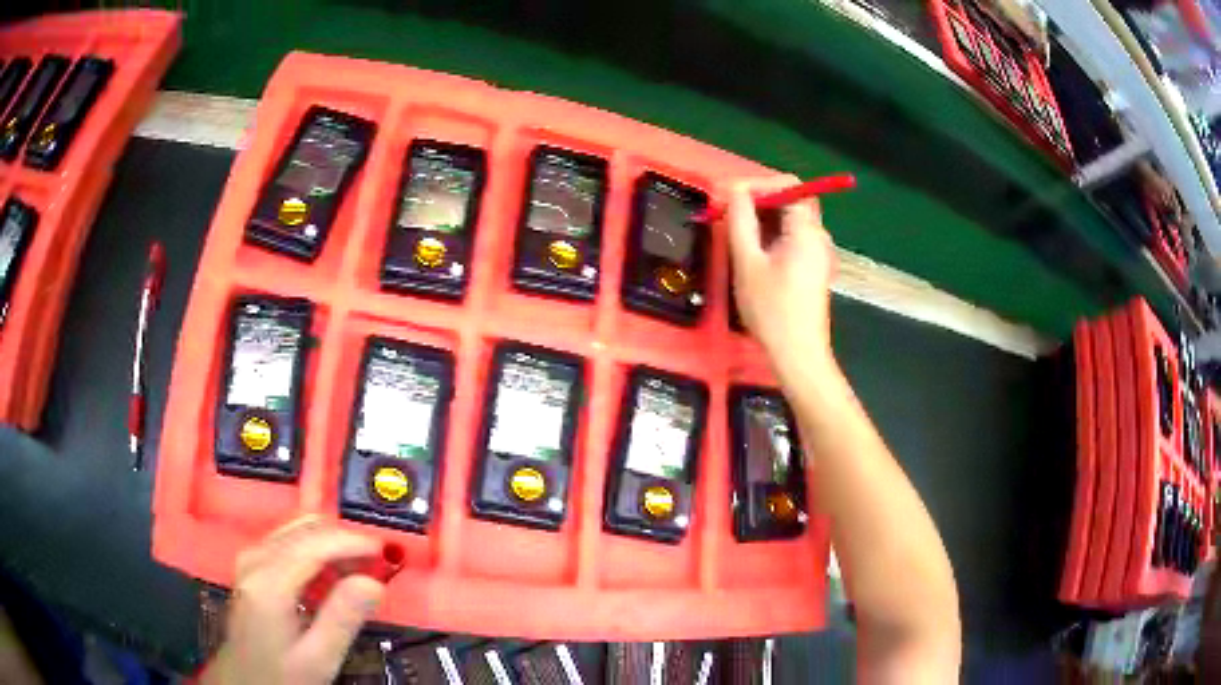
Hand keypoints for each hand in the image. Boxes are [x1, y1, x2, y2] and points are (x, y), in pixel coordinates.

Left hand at [202, 516, 386, 684]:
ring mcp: (251, 558)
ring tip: (359, 572)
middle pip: (305, 528)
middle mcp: (255, 559)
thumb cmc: (282, 673)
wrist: (245, 679)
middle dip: (345, 540)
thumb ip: (343, 618)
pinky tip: (332, 576)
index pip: (315, 542)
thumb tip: (375, 583)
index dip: (353, 541)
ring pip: (297, 530)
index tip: (386, 553)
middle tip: (377, 565)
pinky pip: (289, 541)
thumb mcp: (318, 657)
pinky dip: (317, 550)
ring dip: (332, 544)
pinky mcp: (252, 564)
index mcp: (269, 582)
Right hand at [727, 176, 836, 371]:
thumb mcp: (747, 262)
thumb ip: (740, 220)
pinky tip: (753, 256)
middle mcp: (818, 236)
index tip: (732, 200)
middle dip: (758, 201)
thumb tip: (735, 190)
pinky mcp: (813, 269)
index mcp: (807, 230)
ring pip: (789, 221)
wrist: (798, 354)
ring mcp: (818, 253)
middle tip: (728, 217)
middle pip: (790, 201)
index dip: (760, 184)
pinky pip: (792, 239)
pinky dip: (771, 237)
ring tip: (736, 237)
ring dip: (762, 220)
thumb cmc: (772, 310)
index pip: (789, 185)